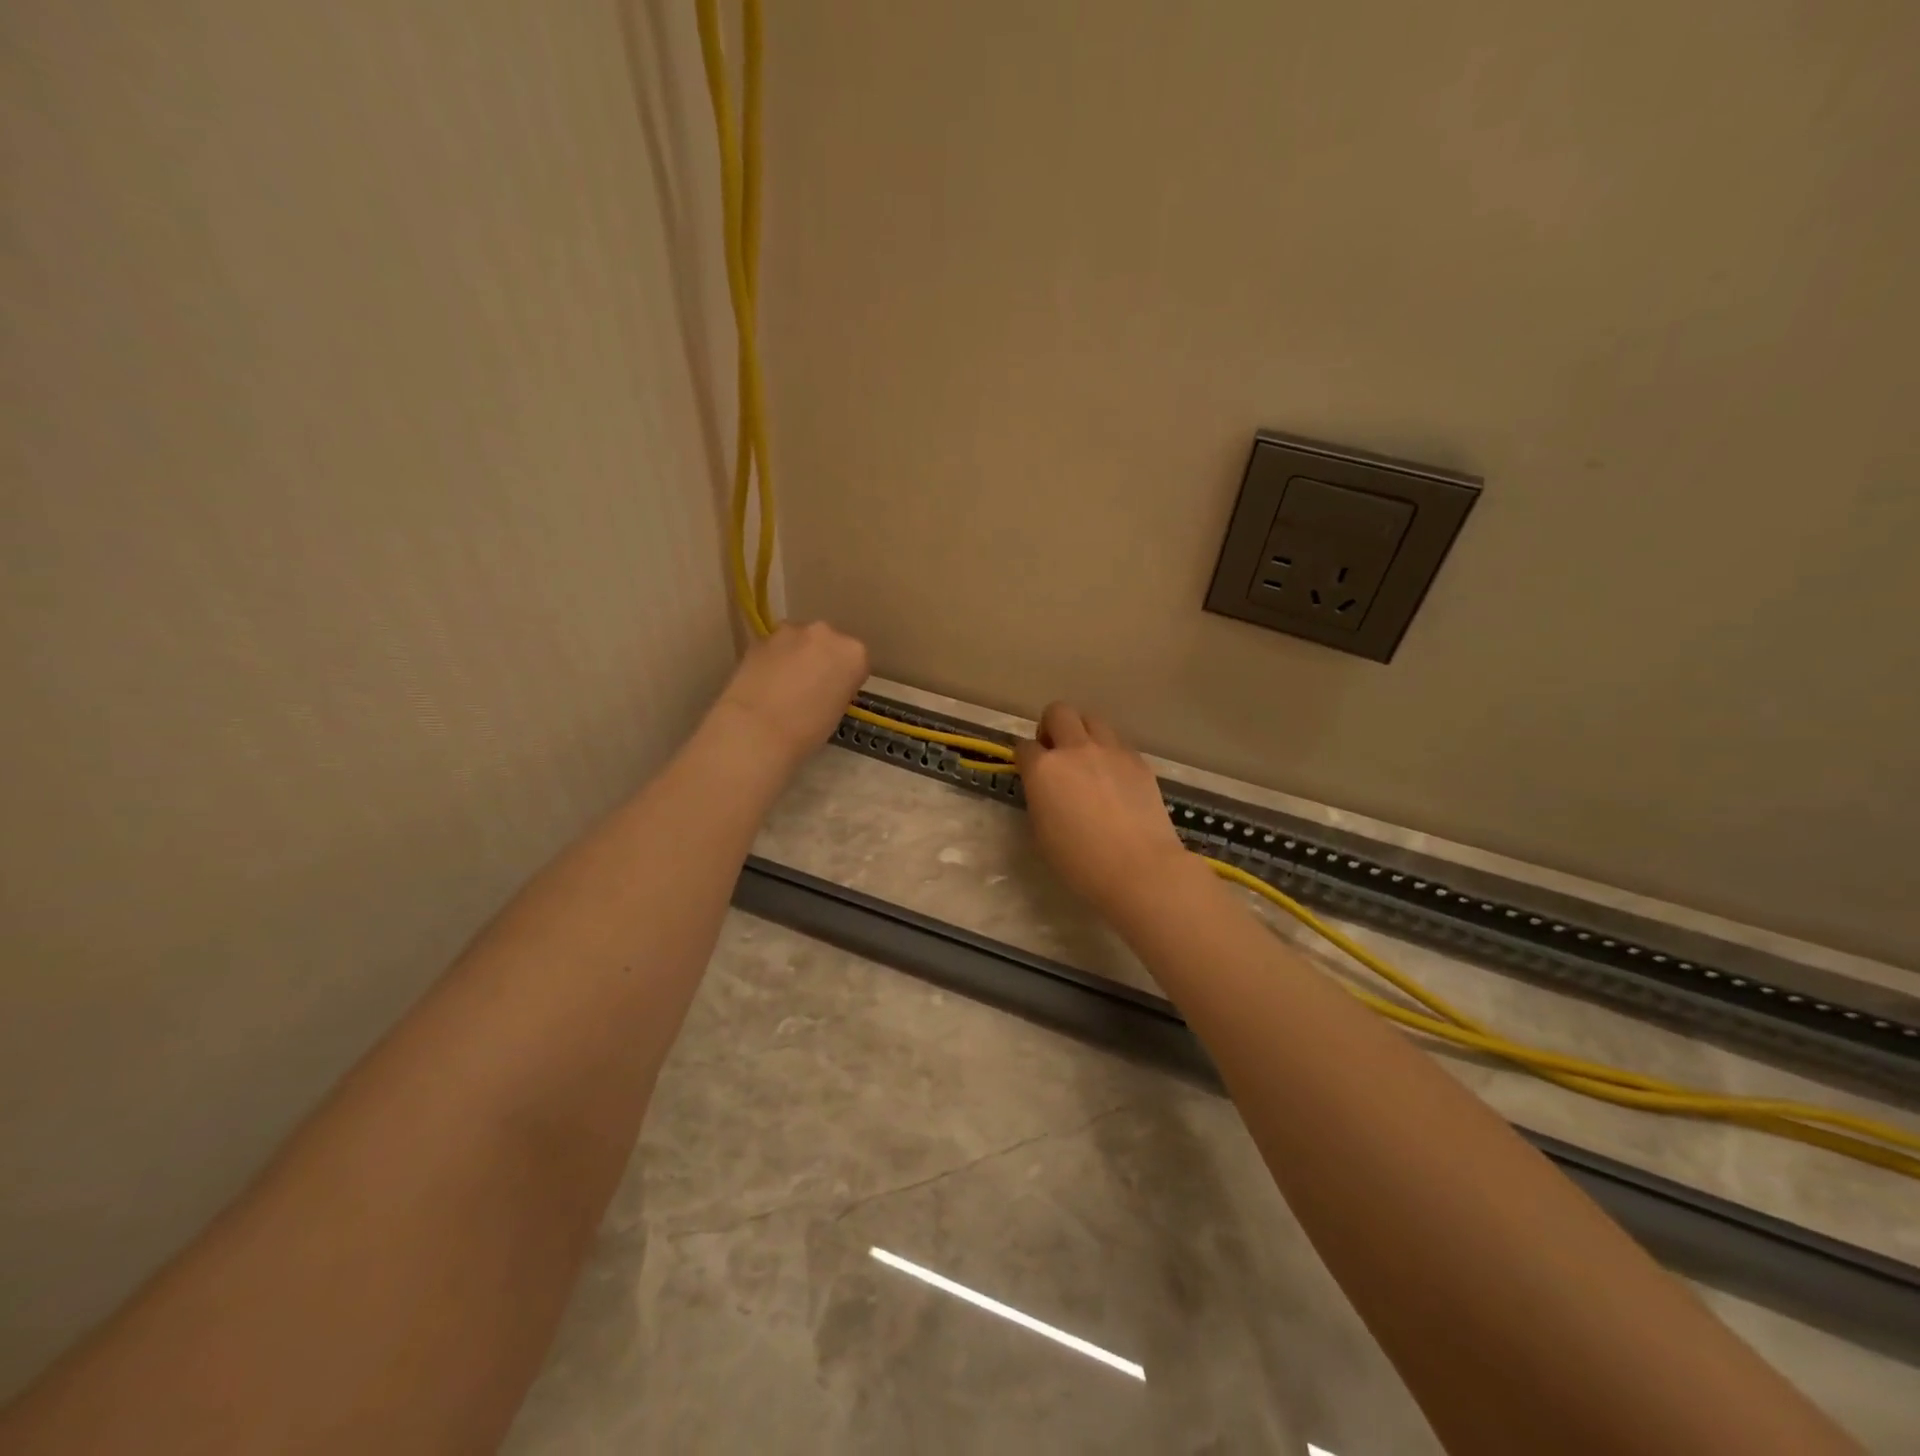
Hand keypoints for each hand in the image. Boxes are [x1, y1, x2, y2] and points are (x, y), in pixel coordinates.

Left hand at [709, 621, 869, 770]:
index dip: (845, 679)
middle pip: (828, 644)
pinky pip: (775, 646)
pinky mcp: (762, 637)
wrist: (757, 729)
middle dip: (821, 660)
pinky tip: (765, 683)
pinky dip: (774, 659)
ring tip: (783, 685)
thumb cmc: (807, 730)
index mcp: (854, 653)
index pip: (856, 662)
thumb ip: (837, 688)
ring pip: (800, 640)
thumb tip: (824, 686)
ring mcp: (791, 631)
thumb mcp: (838, 711)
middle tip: (810, 687)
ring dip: (796, 656)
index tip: (835, 694)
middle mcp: (826, 633)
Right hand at [1015, 703, 1194, 917]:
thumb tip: (1045, 787)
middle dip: (1051, 727)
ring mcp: (1110, 750)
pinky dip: (1109, 752)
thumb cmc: (1080, 862)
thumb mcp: (1042, 831)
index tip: (1029, 771)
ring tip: (1087, 761)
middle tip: (1055, 753)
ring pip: (1091, 720)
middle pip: (1058, 712)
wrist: (1139, 868)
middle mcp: (1075, 749)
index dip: (1024, 758)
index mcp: (1043, 769)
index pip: (1024, 747)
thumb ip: (1039, 797)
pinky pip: (1117, 743)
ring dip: (1082, 733)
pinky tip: (1114, 779)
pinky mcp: (1137, 760)